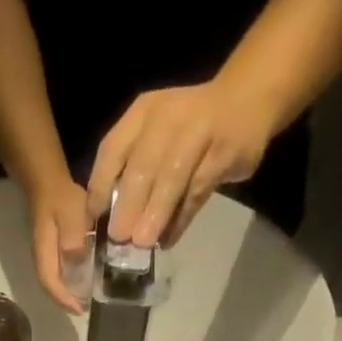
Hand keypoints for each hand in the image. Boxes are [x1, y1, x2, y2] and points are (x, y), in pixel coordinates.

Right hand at [27, 178, 92, 313]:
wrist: (46, 179)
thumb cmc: (60, 197)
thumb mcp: (70, 214)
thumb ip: (73, 239)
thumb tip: (78, 264)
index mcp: (45, 254)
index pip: (51, 284)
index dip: (64, 299)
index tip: (80, 310)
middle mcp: (42, 258)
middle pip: (51, 287)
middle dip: (66, 301)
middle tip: (84, 308)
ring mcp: (45, 254)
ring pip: (54, 280)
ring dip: (67, 292)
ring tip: (84, 298)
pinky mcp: (51, 248)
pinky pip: (59, 271)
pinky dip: (69, 280)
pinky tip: (82, 279)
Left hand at [88, 80, 277, 248]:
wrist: (246, 98)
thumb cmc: (190, 126)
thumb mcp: (156, 133)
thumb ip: (134, 168)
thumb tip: (113, 220)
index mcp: (143, 113)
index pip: (113, 148)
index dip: (101, 184)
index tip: (94, 218)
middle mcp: (168, 118)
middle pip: (143, 164)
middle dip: (129, 203)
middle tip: (118, 236)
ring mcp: (199, 132)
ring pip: (173, 177)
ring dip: (156, 213)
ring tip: (142, 242)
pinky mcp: (223, 153)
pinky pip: (198, 191)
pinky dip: (181, 218)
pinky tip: (168, 239)